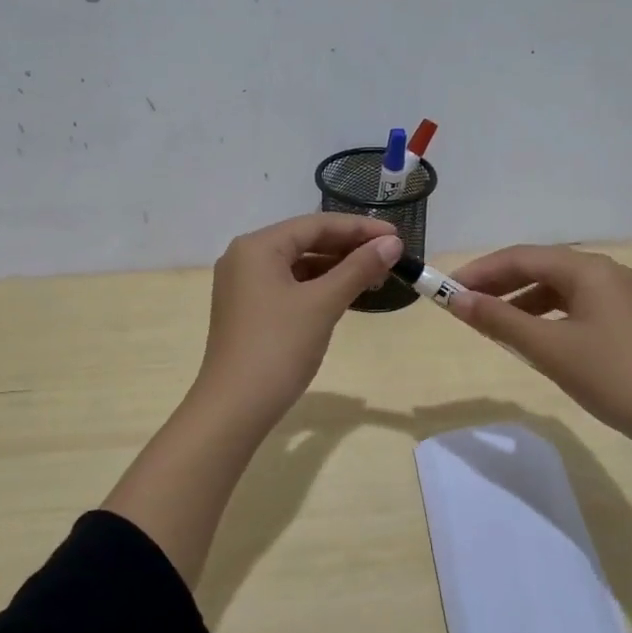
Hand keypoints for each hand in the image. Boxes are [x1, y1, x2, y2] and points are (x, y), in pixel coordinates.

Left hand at [194, 213, 403, 428]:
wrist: (234, 407)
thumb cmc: (278, 348)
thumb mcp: (322, 304)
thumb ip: (358, 269)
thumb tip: (391, 243)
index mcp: (257, 246)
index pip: (315, 225)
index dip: (359, 228)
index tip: (396, 236)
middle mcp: (245, 257)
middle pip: (305, 241)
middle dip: (348, 248)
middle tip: (389, 256)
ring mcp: (243, 285)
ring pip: (297, 265)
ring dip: (335, 268)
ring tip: (374, 276)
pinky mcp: (247, 309)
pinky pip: (288, 285)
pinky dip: (317, 286)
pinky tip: (344, 294)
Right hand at [448, 245, 631, 452]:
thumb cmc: (613, 377)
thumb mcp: (549, 348)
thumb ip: (499, 320)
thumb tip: (457, 300)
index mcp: (587, 268)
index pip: (520, 257)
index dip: (480, 271)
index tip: (446, 289)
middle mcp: (603, 271)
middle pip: (538, 267)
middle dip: (497, 283)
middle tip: (461, 304)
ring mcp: (617, 295)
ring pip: (555, 287)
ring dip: (518, 300)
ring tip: (488, 321)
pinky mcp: (623, 319)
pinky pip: (571, 305)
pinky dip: (543, 315)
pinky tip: (528, 335)